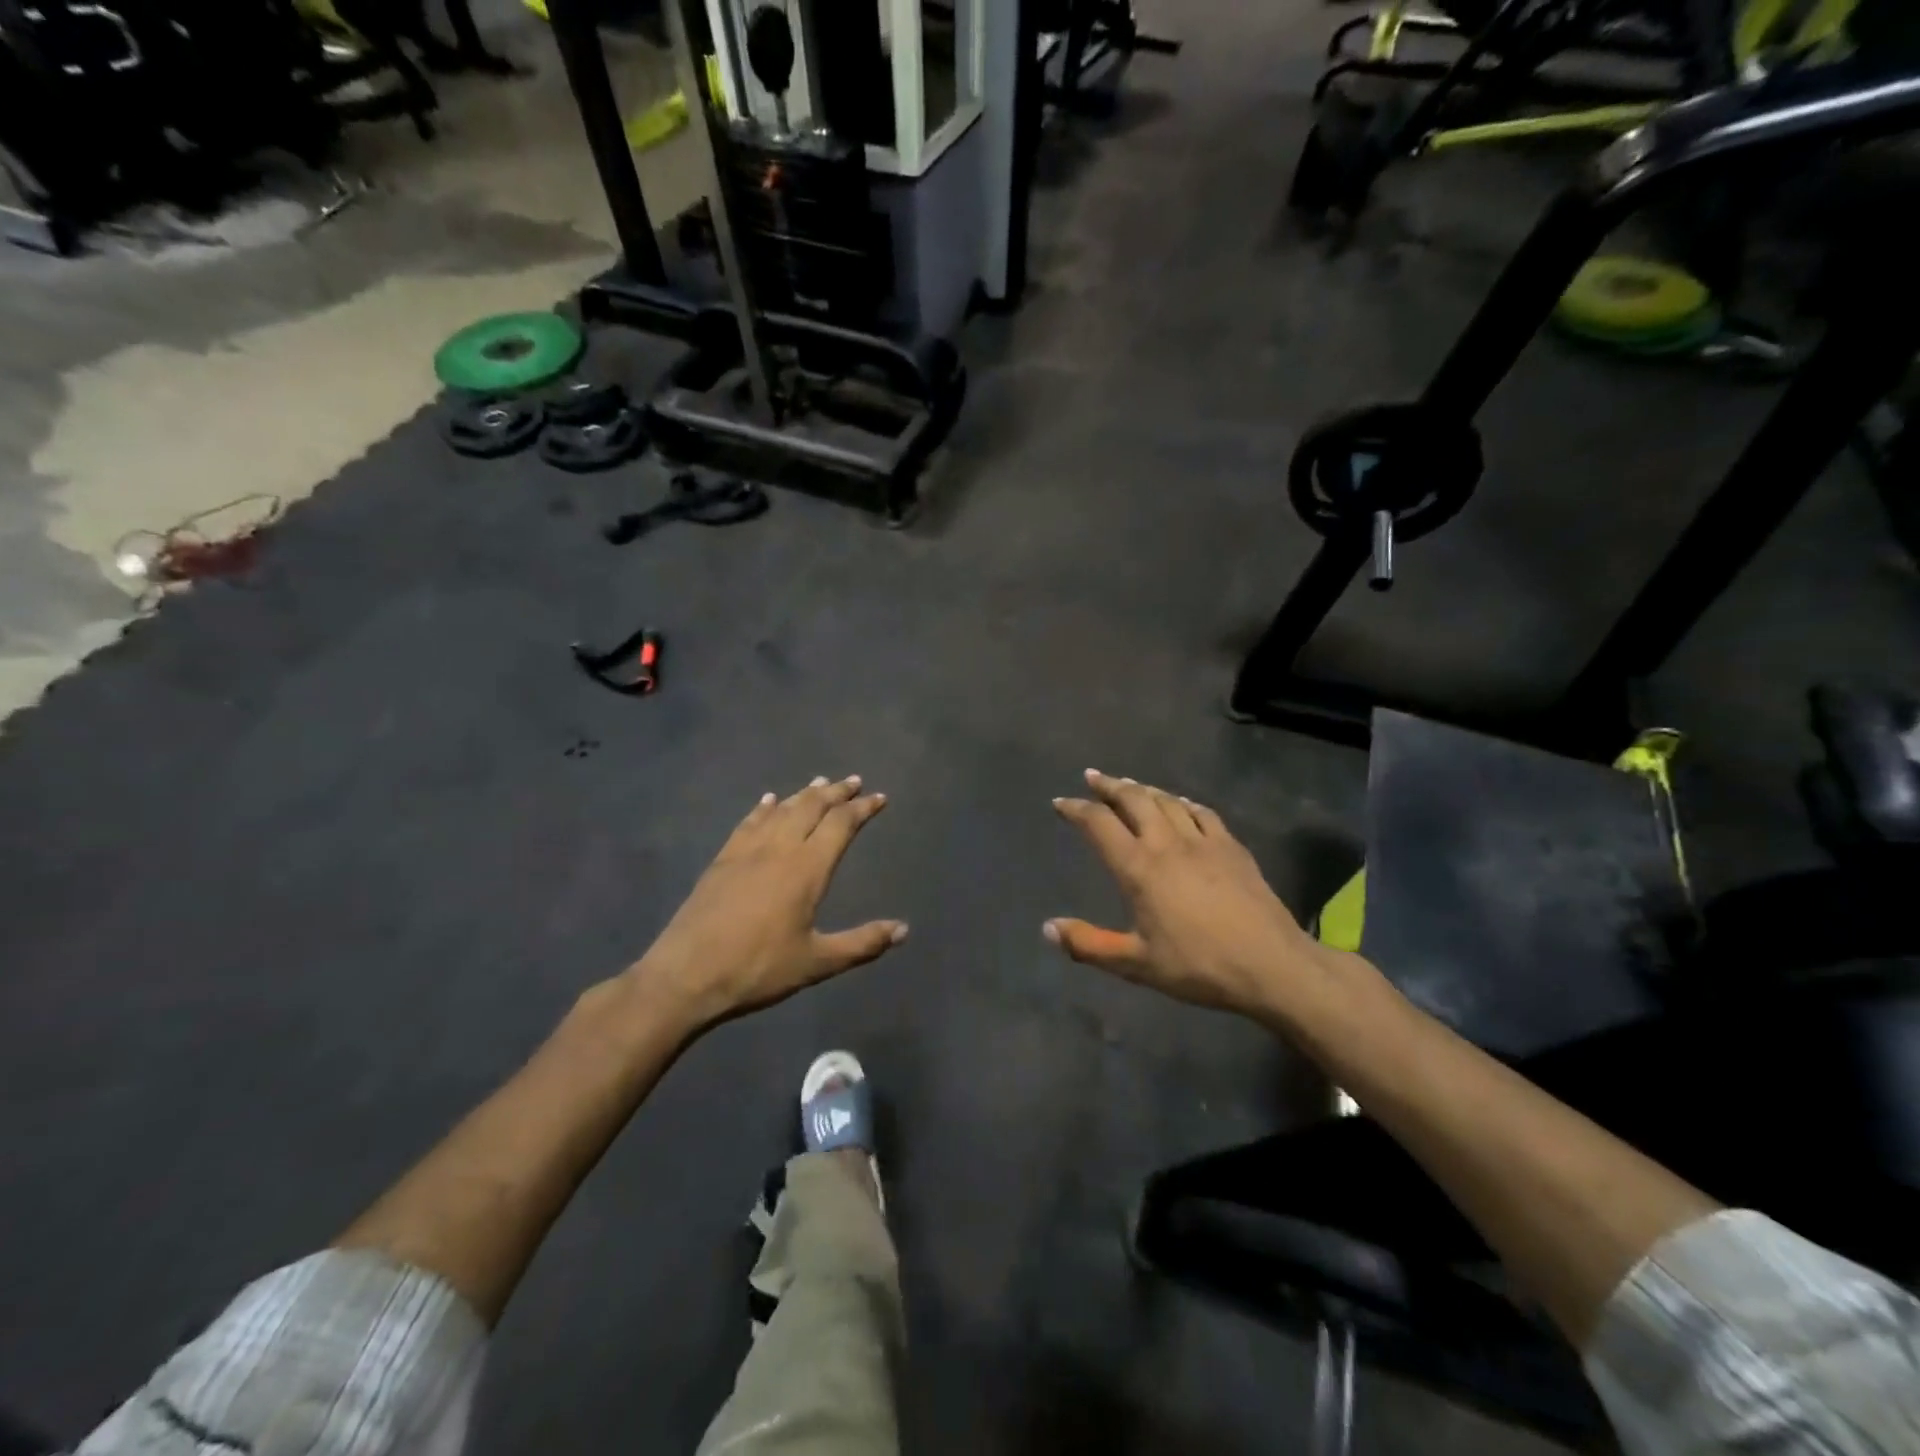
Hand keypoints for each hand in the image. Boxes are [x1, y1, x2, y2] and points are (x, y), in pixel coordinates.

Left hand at [622, 776, 905, 1032]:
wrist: (685, 976)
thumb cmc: (757, 969)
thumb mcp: (816, 962)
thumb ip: (862, 943)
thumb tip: (903, 929)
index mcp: (807, 868)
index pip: (841, 825)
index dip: (862, 808)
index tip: (879, 797)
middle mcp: (779, 848)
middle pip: (811, 807)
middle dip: (836, 792)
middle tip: (854, 781)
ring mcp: (747, 851)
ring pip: (781, 810)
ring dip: (804, 794)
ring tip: (820, 783)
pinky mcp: (722, 860)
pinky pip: (749, 823)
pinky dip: (764, 808)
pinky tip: (768, 801)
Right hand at [1046, 770, 1331, 1020]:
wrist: (1271, 965)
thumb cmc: (1198, 966)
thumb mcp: (1136, 964)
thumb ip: (1089, 944)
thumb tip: (1048, 928)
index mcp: (1139, 868)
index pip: (1099, 824)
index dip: (1076, 809)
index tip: (1060, 802)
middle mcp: (1167, 843)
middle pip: (1133, 799)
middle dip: (1109, 786)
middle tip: (1093, 777)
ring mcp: (1203, 840)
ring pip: (1166, 800)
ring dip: (1142, 788)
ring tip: (1128, 784)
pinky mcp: (1232, 846)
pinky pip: (1201, 812)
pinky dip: (1182, 802)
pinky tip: (1180, 804)